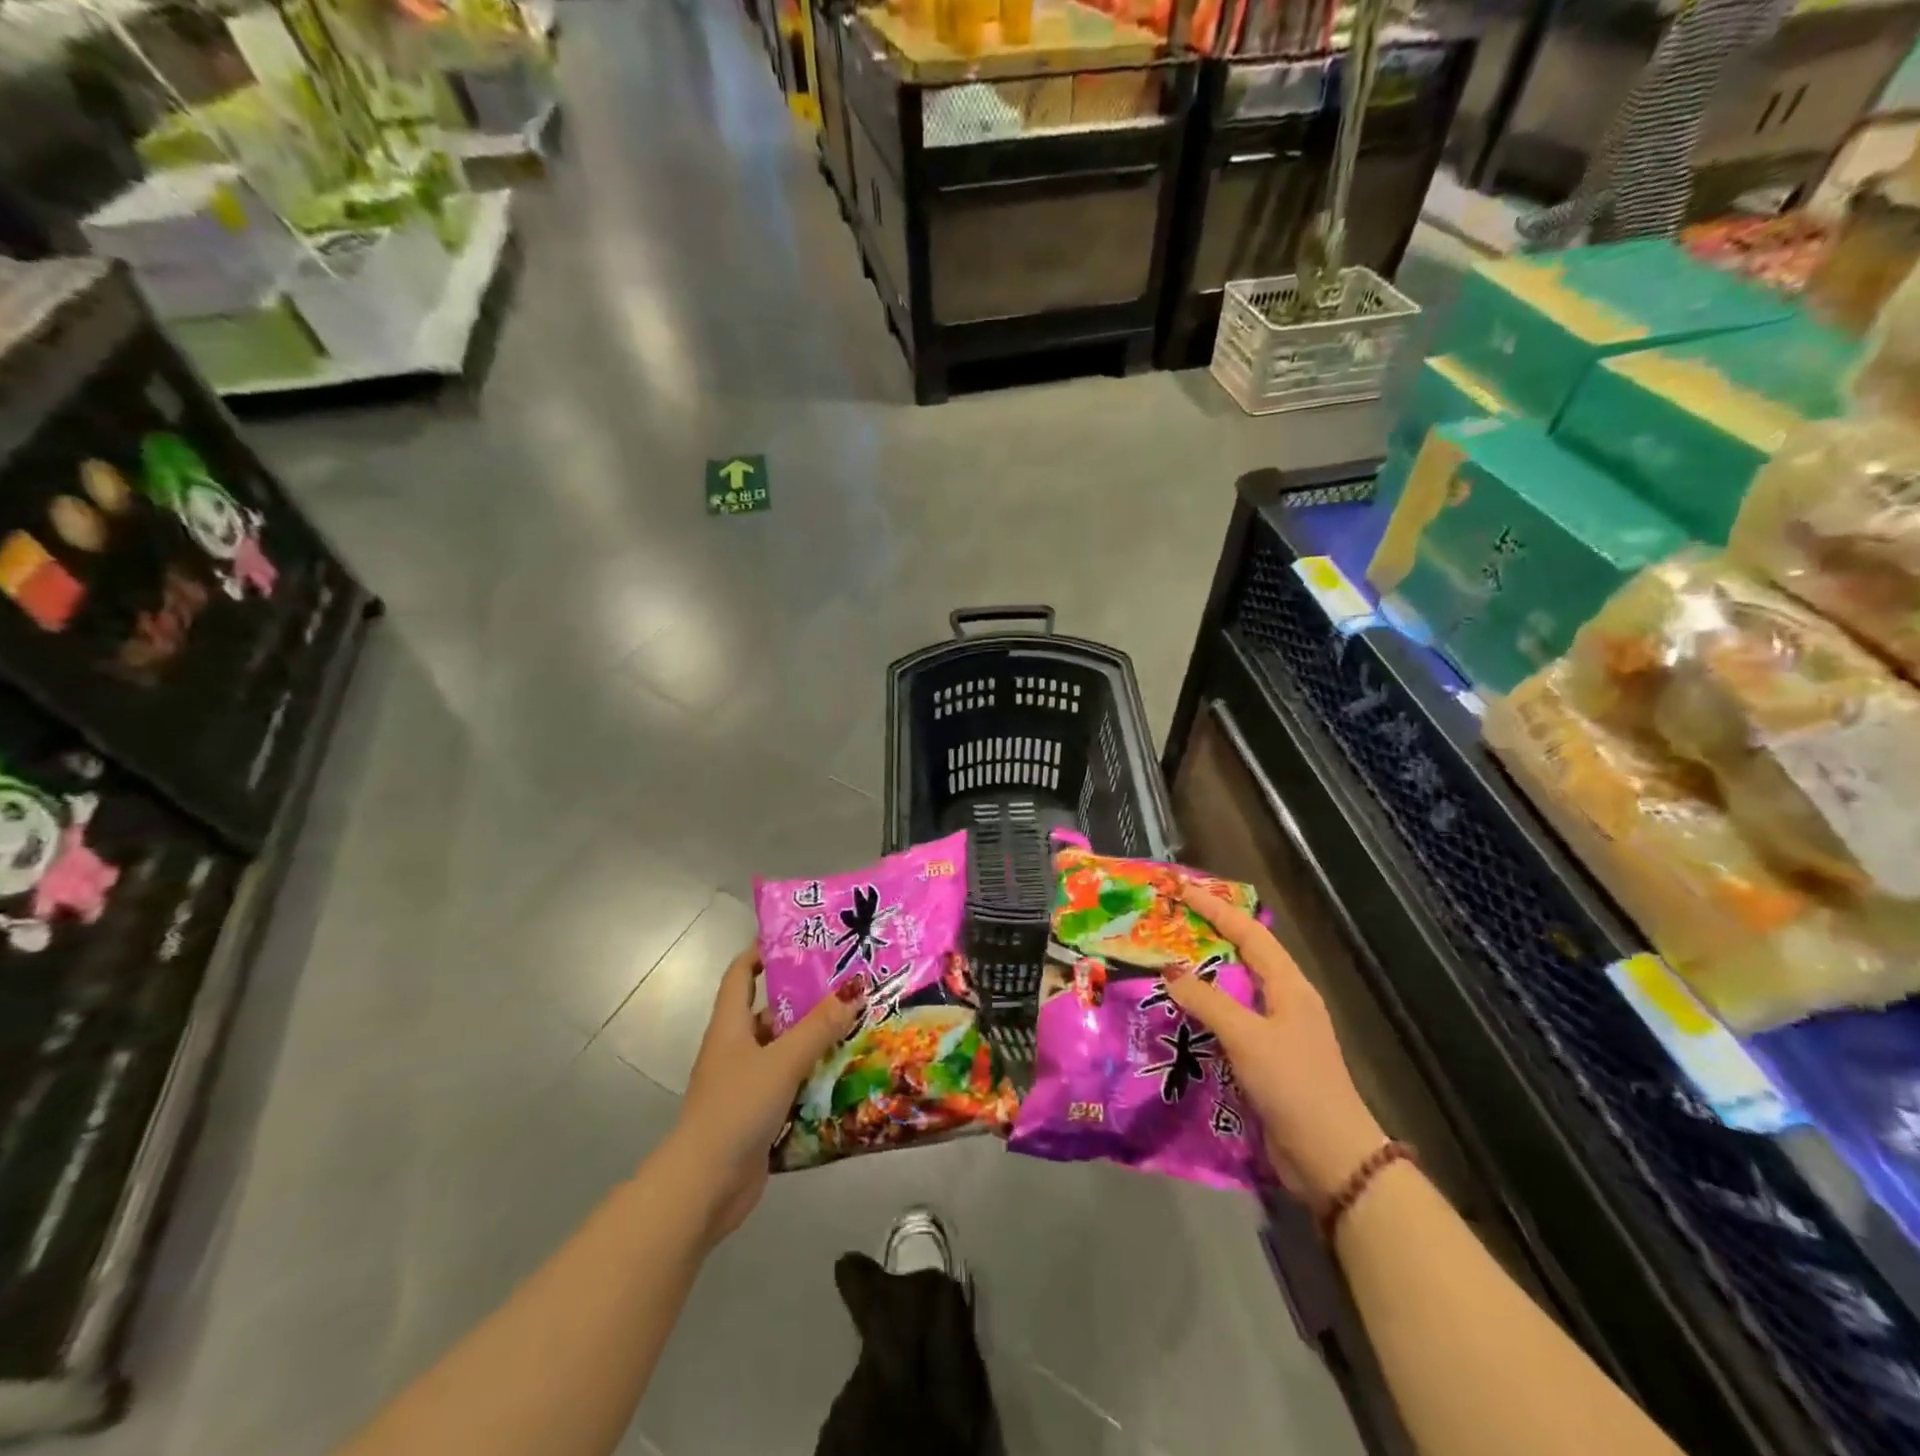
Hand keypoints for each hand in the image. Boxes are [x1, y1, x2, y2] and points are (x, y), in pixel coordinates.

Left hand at [665, 946, 858, 1240]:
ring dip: (815, 1040)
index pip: (741, 974)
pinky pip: (792, 1085)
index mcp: (730, 1026)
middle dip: (805, 997)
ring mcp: (747, 1084)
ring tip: (859, 1023)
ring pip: (785, 1050)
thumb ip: (819, 1027)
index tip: (798, 938)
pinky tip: (847, 1073)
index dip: (762, 952)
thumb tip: (854, 989)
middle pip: (770, 1012)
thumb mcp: (781, 1061)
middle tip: (848, 982)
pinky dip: (815, 1077)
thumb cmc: (736, 1109)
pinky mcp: (760, 1115)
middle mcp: (736, 1049)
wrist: (704, 1187)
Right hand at [1164, 882, 1386, 1202]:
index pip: (1249, 933)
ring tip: (1164, 963)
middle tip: (1168, 924)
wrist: (1330, 1159)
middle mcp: (1284, 1001)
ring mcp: (1277, 1032)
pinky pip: (1229, 1022)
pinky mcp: (1266, 1060)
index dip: (1216, 908)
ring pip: (1233, 989)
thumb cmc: (1294, 1085)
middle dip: (1207, 936)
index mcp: (1289, 986)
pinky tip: (1178, 1015)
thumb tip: (1170, 970)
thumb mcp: (1247, 1037)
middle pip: (1243, 956)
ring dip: (1202, 975)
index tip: (1183, 890)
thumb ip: (1207, 1001)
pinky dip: (1204, 1011)